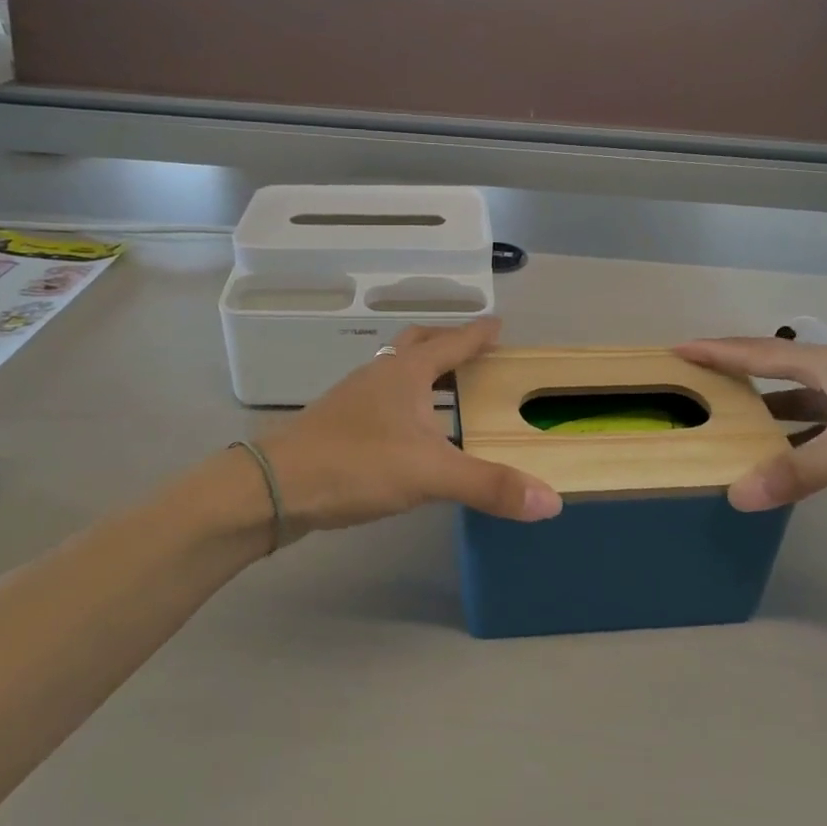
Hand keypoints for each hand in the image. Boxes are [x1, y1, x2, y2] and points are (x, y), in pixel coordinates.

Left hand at [261, 320, 562, 536]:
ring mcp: (355, 397)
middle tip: (473, 351)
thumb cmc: (356, 465)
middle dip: (447, 342)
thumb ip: (490, 486)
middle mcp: (380, 373)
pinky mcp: (339, 423)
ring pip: (396, 370)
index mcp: (406, 372)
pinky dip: (405, 401)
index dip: (477, 333)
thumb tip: (552, 501)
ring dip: (424, 371)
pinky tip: (409, 429)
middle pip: (417, 344)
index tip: (498, 324)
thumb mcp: (430, 475)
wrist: (274, 488)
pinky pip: (383, 398)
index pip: (451, 342)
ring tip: (447, 389)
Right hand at [675, 338, 826, 522]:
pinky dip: (789, 436)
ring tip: (722, 418)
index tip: (678, 349)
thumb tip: (735, 495)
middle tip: (694, 379)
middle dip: (733, 372)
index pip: (761, 352)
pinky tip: (774, 455)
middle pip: (774, 369)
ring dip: (761, 408)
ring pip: (795, 400)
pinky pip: (814, 426)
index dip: (718, 351)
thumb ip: (795, 471)